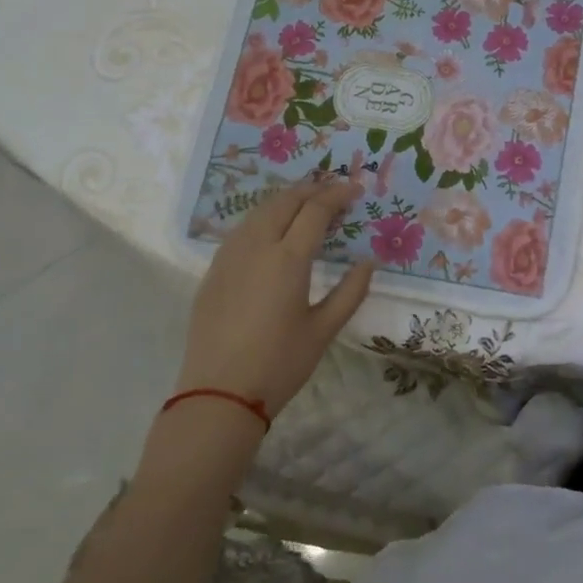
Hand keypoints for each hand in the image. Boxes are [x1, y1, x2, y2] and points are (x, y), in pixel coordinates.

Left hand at [177, 178, 374, 417]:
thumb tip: (368, 263)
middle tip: (333, 190)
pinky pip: (241, 230)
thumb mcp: (324, 330)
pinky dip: (263, 217)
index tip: (356, 188)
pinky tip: (272, 229)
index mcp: (287, 259)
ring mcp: (229, 257)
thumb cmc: (279, 363)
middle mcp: (256, 247)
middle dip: (311, 189)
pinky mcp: (213, 271)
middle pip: (284, 201)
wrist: (218, 393)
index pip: (315, 210)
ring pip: (258, 212)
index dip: (337, 195)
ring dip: (285, 200)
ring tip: (306, 203)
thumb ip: (350, 292)